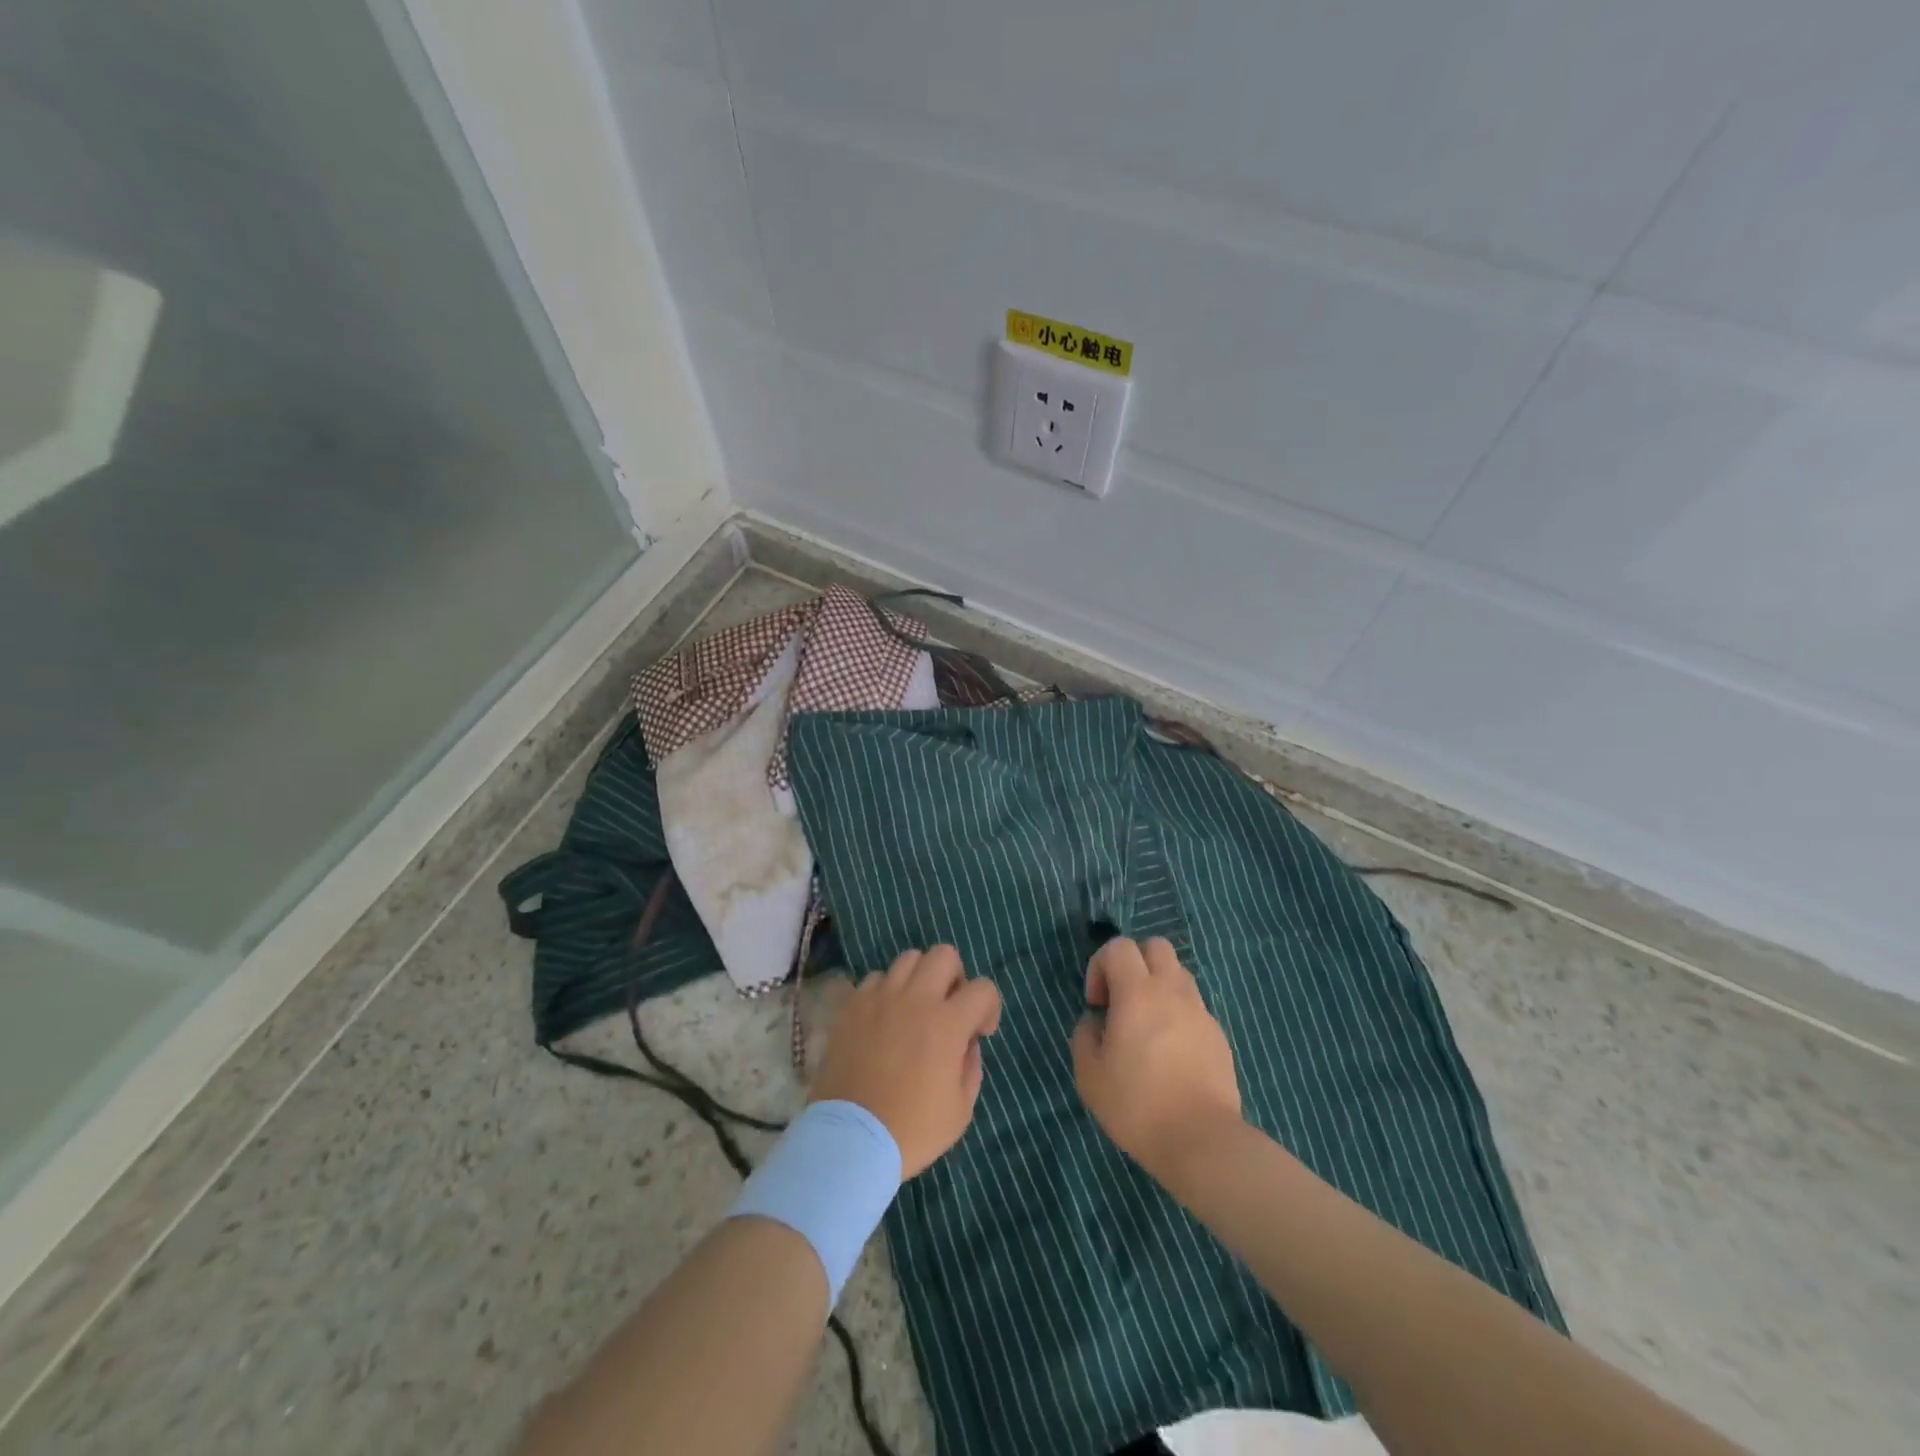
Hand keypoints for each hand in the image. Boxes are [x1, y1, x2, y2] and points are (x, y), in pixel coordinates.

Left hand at [810, 945, 1002, 1177]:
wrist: (851, 1140)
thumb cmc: (912, 1129)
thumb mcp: (960, 1109)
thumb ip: (971, 1066)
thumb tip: (967, 1042)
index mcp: (948, 1023)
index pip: (983, 989)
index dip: (989, 1007)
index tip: (980, 1033)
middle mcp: (916, 999)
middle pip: (944, 954)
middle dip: (954, 977)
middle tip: (947, 1009)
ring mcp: (880, 998)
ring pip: (908, 959)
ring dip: (919, 979)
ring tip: (914, 1009)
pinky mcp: (853, 1005)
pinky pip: (876, 979)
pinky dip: (886, 991)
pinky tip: (884, 1018)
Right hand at [1072, 937, 1242, 1181]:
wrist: (1202, 1141)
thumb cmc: (1138, 1105)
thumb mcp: (1090, 1075)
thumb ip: (1085, 1036)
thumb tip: (1096, 1022)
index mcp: (1137, 993)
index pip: (1119, 946)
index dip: (1100, 965)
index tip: (1097, 1004)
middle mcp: (1171, 991)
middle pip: (1156, 946)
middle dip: (1134, 963)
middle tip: (1123, 1000)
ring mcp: (1200, 1012)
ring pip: (1178, 973)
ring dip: (1158, 986)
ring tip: (1146, 1025)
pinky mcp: (1218, 1035)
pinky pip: (1194, 1006)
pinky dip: (1177, 1013)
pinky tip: (1170, 1051)